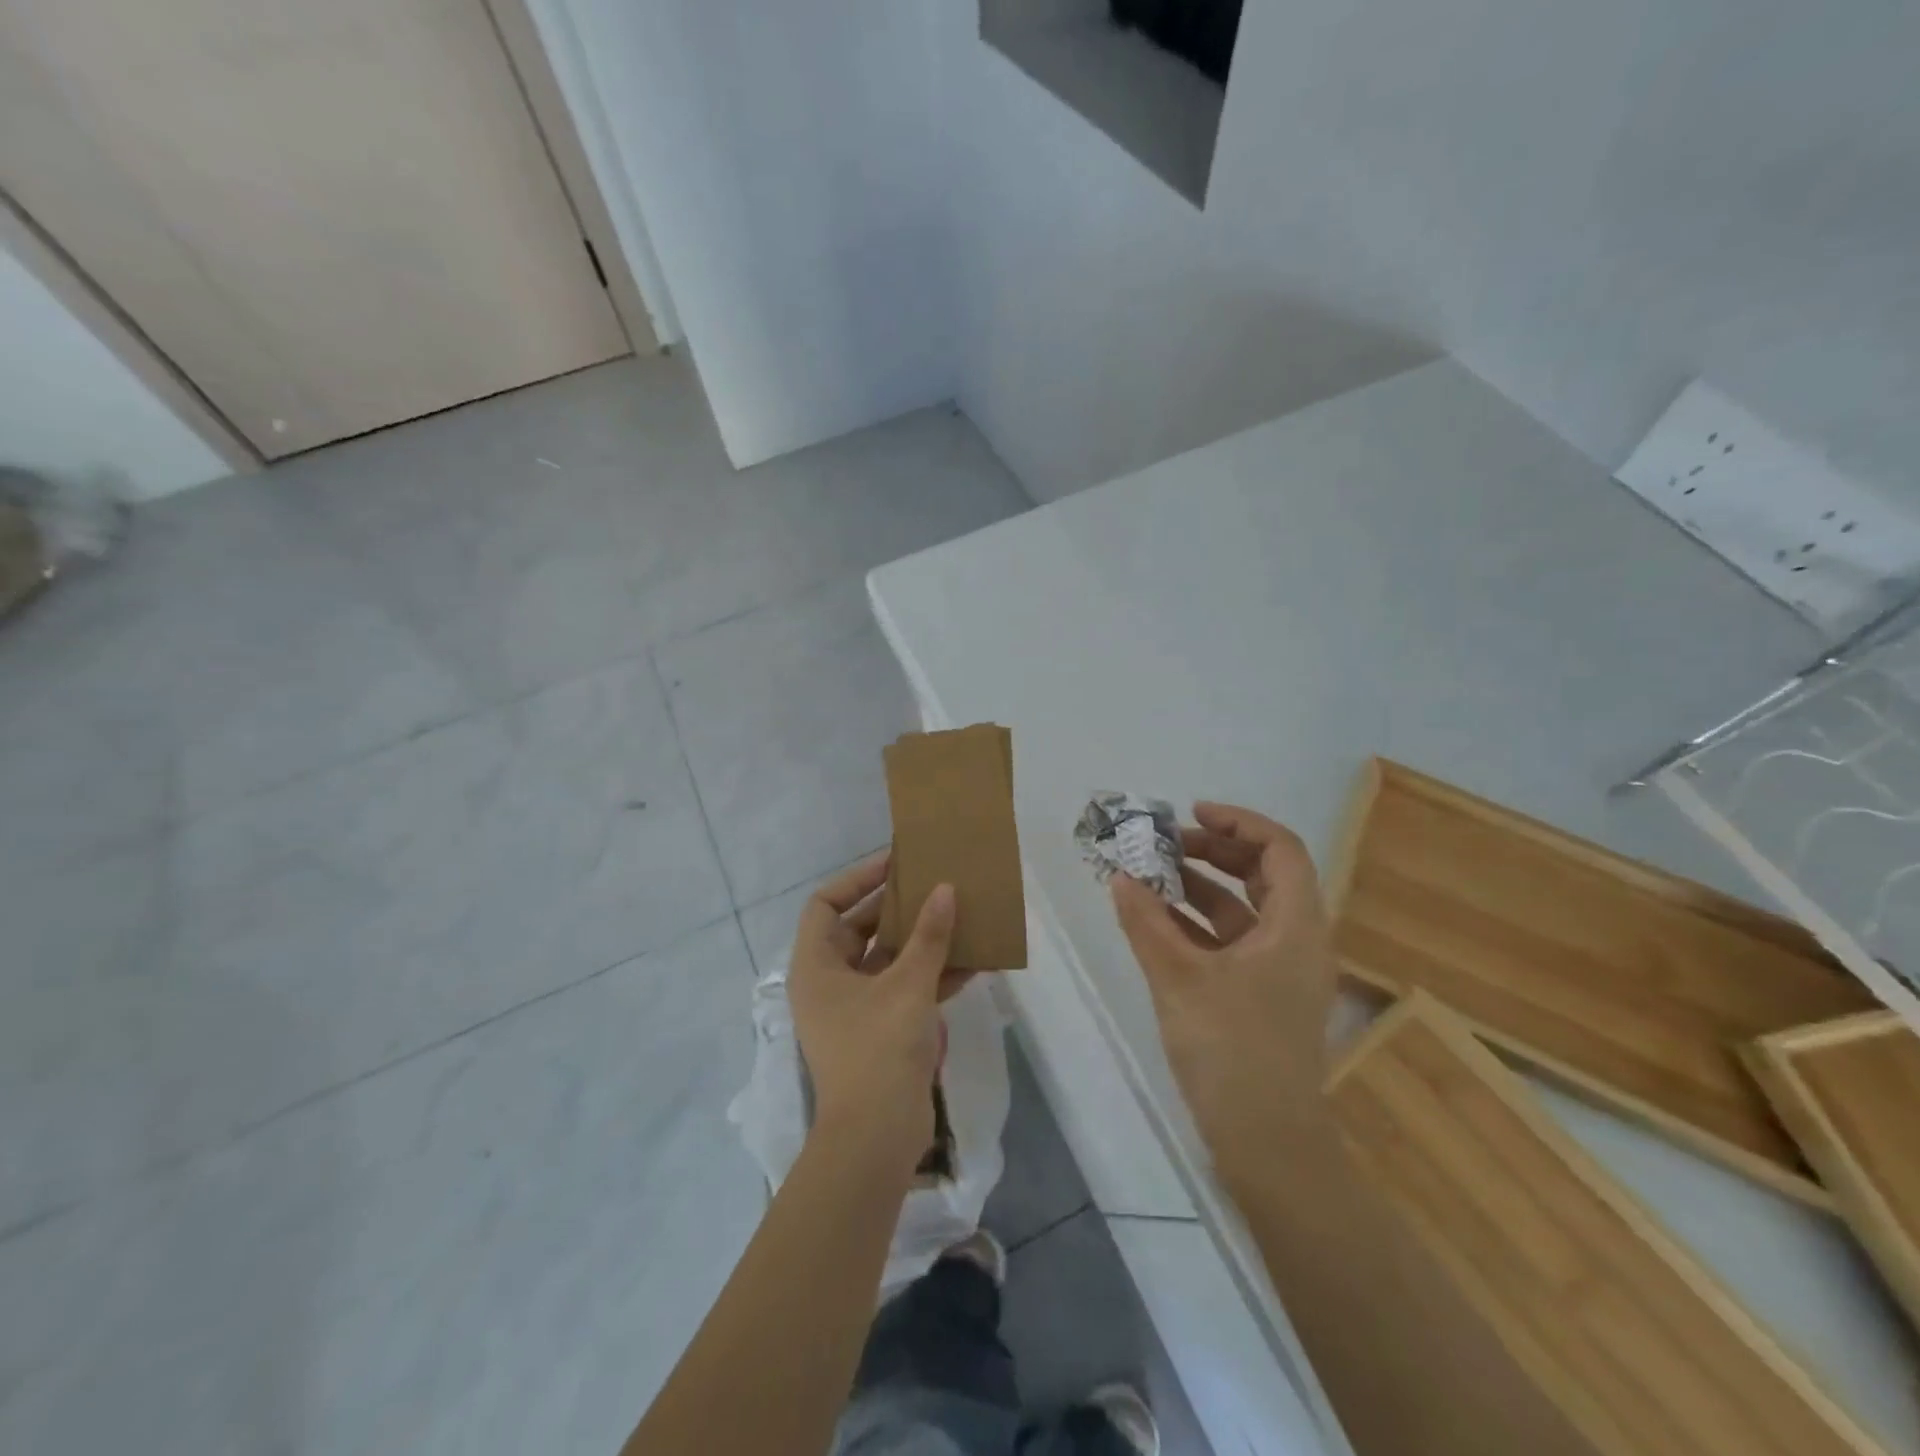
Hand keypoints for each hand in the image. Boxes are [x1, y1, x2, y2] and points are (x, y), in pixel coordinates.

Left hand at [789, 853, 957, 1170]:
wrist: (877, 1138)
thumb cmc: (879, 1049)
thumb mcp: (908, 985)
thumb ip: (929, 936)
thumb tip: (945, 889)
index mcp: (816, 966)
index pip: (826, 904)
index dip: (858, 879)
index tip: (895, 864)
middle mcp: (829, 982)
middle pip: (859, 928)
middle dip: (897, 908)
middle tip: (933, 885)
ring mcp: (855, 1008)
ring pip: (887, 959)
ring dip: (920, 940)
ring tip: (956, 915)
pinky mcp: (881, 1031)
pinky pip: (905, 989)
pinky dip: (932, 975)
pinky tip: (972, 961)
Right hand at [1111, 802, 1336, 1177]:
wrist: (1266, 1143)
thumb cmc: (1232, 1050)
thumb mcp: (1179, 978)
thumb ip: (1146, 922)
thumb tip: (1120, 877)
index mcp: (1296, 927)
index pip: (1280, 850)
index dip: (1238, 823)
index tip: (1191, 814)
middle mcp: (1296, 940)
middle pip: (1263, 874)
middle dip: (1213, 852)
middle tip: (1164, 845)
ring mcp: (1279, 971)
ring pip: (1243, 909)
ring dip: (1200, 888)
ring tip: (1151, 876)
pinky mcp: (1259, 995)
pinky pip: (1230, 941)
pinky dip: (1197, 924)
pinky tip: (1156, 922)